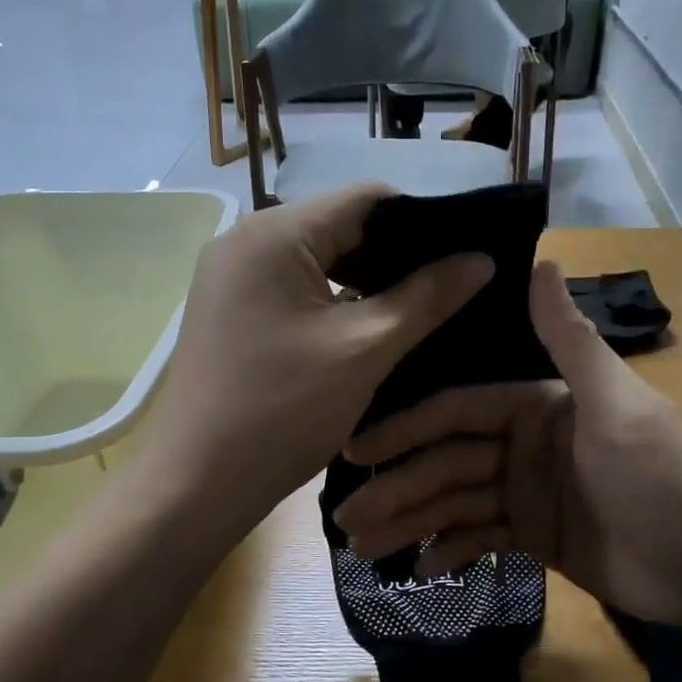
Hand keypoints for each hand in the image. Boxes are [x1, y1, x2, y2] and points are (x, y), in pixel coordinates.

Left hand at [143, 185, 491, 535]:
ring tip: (418, 314)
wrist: (199, 482)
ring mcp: (234, 279)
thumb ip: (426, 298)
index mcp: (275, 234)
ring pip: (320, 263)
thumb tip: (482, 259)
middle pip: (341, 228)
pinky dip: (335, 306)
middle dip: (397, 258)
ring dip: (367, 285)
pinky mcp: (233, 313)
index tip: (464, 258)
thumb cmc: (283, 411)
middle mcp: (247, 242)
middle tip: (448, 291)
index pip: (367, 199)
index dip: (424, 224)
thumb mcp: (365, 350)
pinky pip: (296, 292)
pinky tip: (370, 332)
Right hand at [332, 260, 681, 625]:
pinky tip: (418, 569)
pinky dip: (451, 549)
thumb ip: (570, 341)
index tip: (358, 449)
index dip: (406, 428)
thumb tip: (539, 258)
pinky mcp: (535, 536)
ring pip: (454, 503)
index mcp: (537, 405)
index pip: (456, 411)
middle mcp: (523, 443)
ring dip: (411, 521)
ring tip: (365, 546)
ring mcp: (526, 492)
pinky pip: (480, 538)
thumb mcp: (617, 405)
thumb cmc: (664, 477)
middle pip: (446, 462)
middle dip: (398, 486)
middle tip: (347, 517)